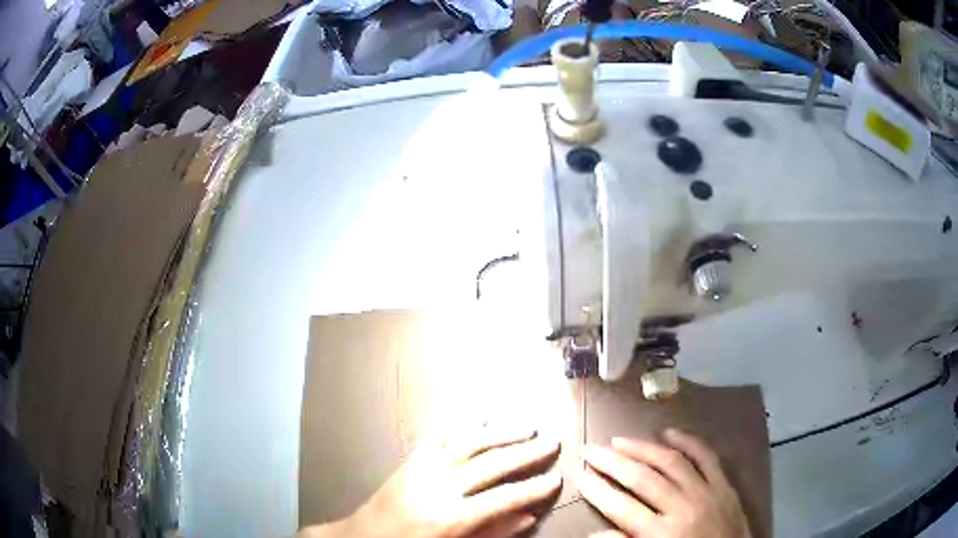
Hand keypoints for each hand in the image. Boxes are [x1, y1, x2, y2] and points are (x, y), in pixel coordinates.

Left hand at [300, 426, 561, 537]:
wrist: (363, 537)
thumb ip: (492, 533)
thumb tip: (528, 516)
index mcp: (450, 519)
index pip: (503, 499)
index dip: (534, 488)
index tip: (556, 478)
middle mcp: (438, 488)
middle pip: (491, 464)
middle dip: (526, 453)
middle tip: (552, 443)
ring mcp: (422, 469)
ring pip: (469, 442)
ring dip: (501, 433)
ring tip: (527, 427)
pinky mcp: (410, 459)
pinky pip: (438, 435)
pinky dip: (462, 423)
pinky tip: (480, 414)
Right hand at [574, 429, 749, 537]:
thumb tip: (593, 534)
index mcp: (660, 534)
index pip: (620, 506)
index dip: (596, 488)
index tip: (579, 472)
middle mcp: (681, 507)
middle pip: (641, 478)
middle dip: (612, 462)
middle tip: (591, 448)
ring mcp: (706, 492)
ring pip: (670, 461)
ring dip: (643, 448)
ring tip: (620, 440)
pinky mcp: (724, 485)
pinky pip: (706, 456)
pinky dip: (688, 441)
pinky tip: (669, 433)